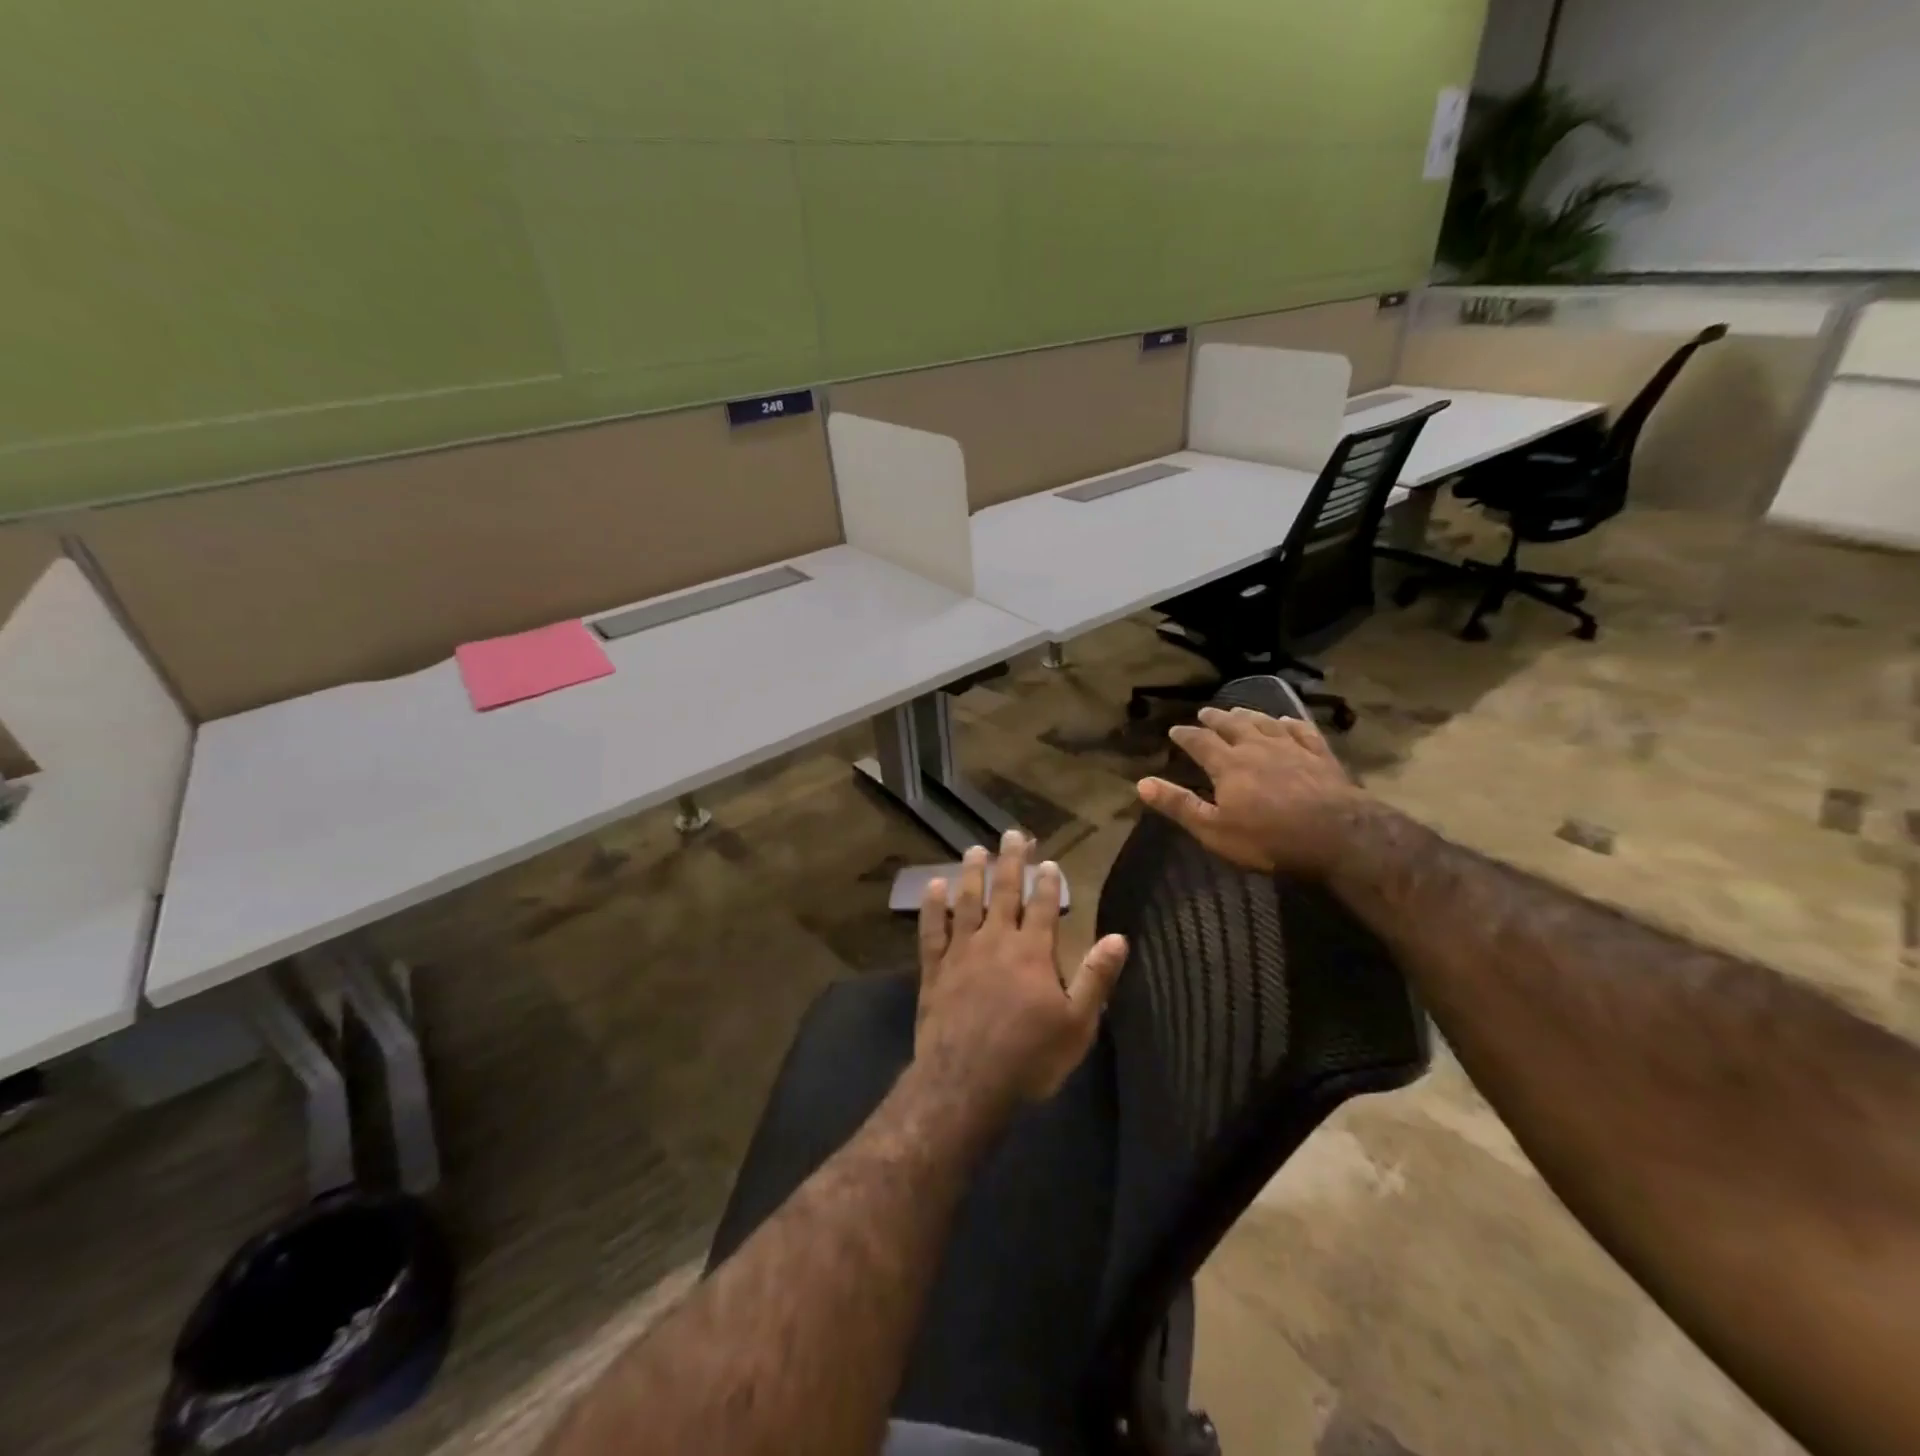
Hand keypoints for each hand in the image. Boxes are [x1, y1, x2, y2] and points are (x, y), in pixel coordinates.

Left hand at [917, 829, 1128, 1103]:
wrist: (966, 1082)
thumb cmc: (1029, 1057)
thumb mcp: (1077, 1024)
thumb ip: (1096, 978)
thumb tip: (1117, 937)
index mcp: (1032, 952)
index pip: (1042, 907)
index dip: (1047, 882)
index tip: (1049, 860)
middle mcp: (996, 941)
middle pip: (1005, 893)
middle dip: (1011, 862)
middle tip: (1012, 835)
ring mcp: (961, 952)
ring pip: (967, 902)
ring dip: (972, 873)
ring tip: (975, 849)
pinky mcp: (934, 969)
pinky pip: (932, 929)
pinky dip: (932, 906)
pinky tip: (933, 886)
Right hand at [1137, 706, 1364, 877]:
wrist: (1336, 835)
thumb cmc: (1268, 838)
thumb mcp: (1214, 829)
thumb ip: (1179, 805)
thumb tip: (1141, 783)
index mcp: (1228, 765)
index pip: (1200, 742)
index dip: (1185, 735)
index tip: (1174, 730)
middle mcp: (1256, 747)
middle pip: (1232, 725)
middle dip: (1215, 718)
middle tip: (1205, 712)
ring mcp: (1291, 748)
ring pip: (1265, 722)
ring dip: (1248, 715)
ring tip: (1238, 710)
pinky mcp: (1320, 755)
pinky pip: (1302, 731)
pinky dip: (1290, 723)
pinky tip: (1286, 721)